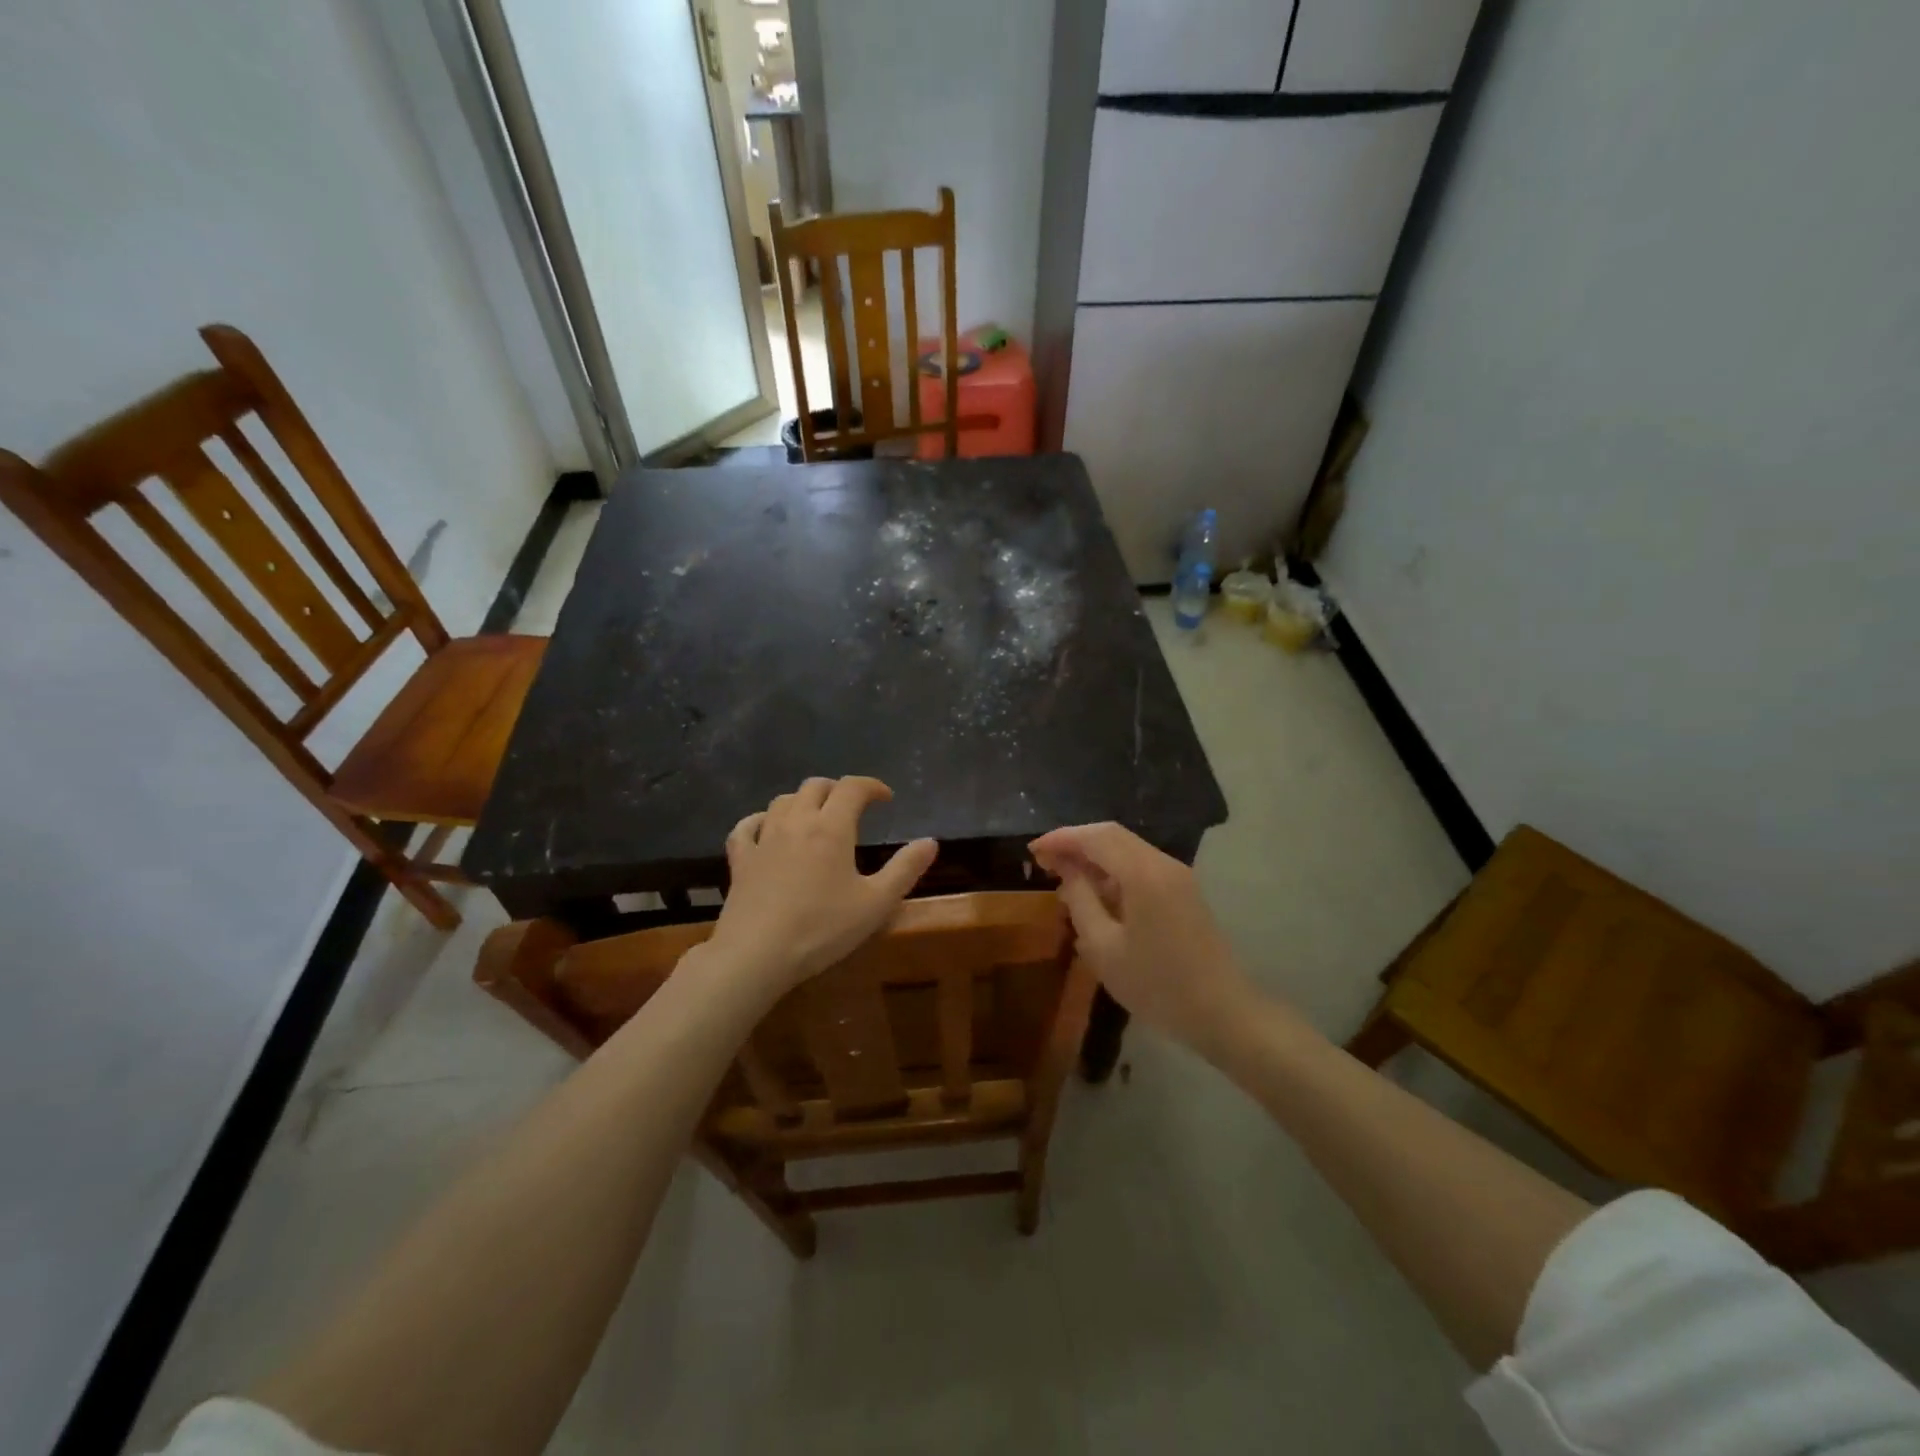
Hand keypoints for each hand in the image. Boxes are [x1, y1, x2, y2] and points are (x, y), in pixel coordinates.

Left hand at [708, 776, 938, 993]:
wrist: (757, 954)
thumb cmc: (822, 928)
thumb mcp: (876, 903)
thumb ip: (905, 869)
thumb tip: (930, 842)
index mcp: (832, 828)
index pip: (852, 787)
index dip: (872, 786)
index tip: (886, 798)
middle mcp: (797, 822)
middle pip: (816, 786)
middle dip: (838, 789)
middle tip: (853, 807)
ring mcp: (764, 839)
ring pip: (783, 801)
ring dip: (804, 801)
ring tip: (816, 816)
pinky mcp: (740, 860)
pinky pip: (746, 827)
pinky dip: (760, 820)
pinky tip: (766, 828)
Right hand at [1029, 823, 1258, 1051]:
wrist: (1222, 1013)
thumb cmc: (1157, 985)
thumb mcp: (1104, 948)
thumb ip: (1080, 901)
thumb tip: (1067, 871)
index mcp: (1143, 874)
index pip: (1096, 837)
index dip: (1061, 838)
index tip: (1033, 851)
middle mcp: (1163, 864)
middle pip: (1112, 836)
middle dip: (1076, 843)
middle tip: (1043, 861)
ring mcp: (1178, 876)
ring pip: (1127, 849)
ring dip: (1094, 856)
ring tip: (1064, 877)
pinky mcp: (1184, 891)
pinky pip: (1141, 866)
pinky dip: (1113, 870)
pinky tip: (1096, 894)